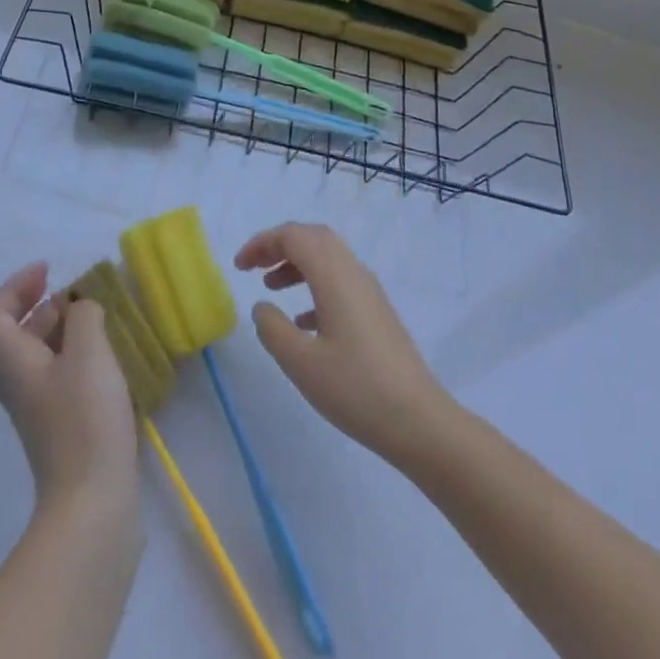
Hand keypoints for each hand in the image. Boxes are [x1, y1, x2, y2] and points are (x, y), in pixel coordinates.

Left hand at [0, 262, 139, 513]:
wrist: (91, 503)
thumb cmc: (85, 419)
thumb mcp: (89, 352)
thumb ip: (83, 316)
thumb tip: (81, 308)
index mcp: (13, 362)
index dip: (15, 286)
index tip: (49, 271)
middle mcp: (14, 383)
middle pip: (1, 337)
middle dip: (26, 306)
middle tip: (58, 293)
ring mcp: (33, 407)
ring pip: (25, 355)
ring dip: (48, 328)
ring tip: (85, 316)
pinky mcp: (54, 425)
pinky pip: (46, 374)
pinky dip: (64, 353)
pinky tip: (98, 355)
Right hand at [234, 223, 451, 464]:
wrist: (420, 422)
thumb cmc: (356, 389)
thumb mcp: (301, 362)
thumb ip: (272, 328)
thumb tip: (262, 306)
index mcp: (334, 275)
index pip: (294, 236)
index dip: (262, 243)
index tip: (238, 266)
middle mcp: (353, 273)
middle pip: (312, 238)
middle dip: (279, 246)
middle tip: (253, 268)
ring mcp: (369, 292)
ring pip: (327, 259)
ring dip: (296, 265)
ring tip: (271, 289)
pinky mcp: (377, 313)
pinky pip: (339, 282)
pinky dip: (314, 288)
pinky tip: (302, 322)